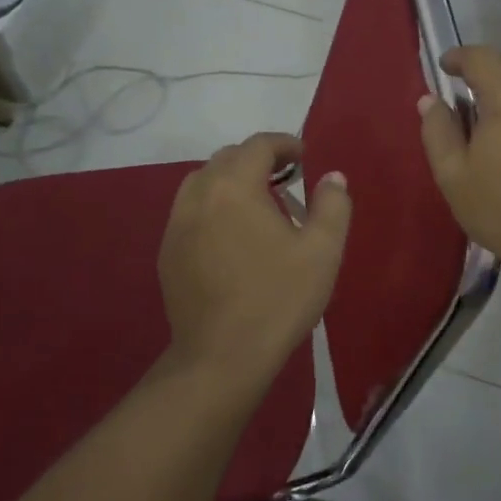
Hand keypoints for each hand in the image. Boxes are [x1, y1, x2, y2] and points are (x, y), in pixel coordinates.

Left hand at [157, 132, 351, 388]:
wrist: (223, 357)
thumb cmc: (278, 299)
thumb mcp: (322, 251)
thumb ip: (332, 205)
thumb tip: (332, 177)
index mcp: (235, 187)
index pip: (258, 145)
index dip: (284, 144)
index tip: (304, 156)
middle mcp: (199, 196)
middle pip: (226, 158)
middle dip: (257, 159)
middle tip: (286, 177)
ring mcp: (177, 225)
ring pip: (202, 182)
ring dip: (230, 180)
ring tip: (256, 202)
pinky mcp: (167, 253)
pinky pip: (189, 211)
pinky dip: (212, 206)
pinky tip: (231, 235)